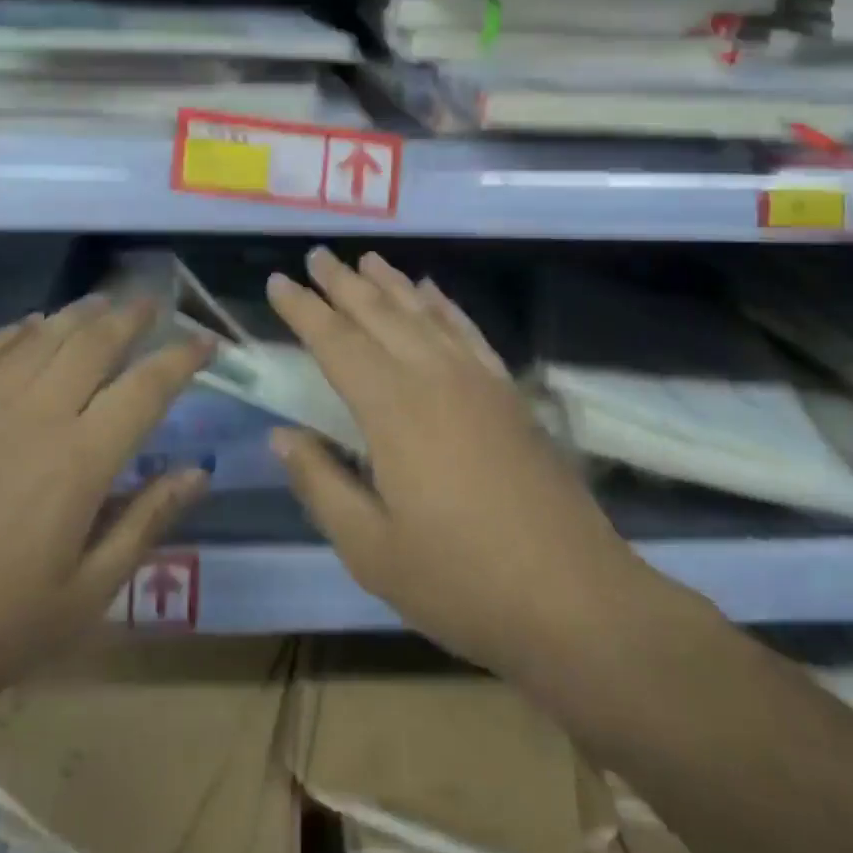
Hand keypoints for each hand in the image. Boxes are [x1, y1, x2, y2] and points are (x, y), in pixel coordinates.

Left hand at [0, 296, 211, 729]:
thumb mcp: (84, 596)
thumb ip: (146, 523)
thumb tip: (199, 473)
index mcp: (80, 461)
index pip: (148, 387)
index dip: (183, 358)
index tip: (206, 342)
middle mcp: (37, 415)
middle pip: (96, 342)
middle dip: (133, 316)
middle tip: (156, 304)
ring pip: (45, 336)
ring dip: (82, 312)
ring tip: (105, 302)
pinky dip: (19, 329)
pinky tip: (33, 324)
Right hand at [266, 248, 643, 685]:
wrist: (574, 598)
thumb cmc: (461, 581)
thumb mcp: (371, 550)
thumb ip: (321, 484)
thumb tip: (281, 435)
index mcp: (393, 410)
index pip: (336, 342)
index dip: (303, 310)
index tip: (277, 281)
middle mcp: (434, 378)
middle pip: (379, 314)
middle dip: (342, 283)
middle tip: (316, 255)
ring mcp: (477, 381)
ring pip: (423, 314)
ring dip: (390, 283)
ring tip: (365, 260)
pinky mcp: (508, 393)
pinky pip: (468, 331)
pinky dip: (444, 305)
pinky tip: (431, 291)